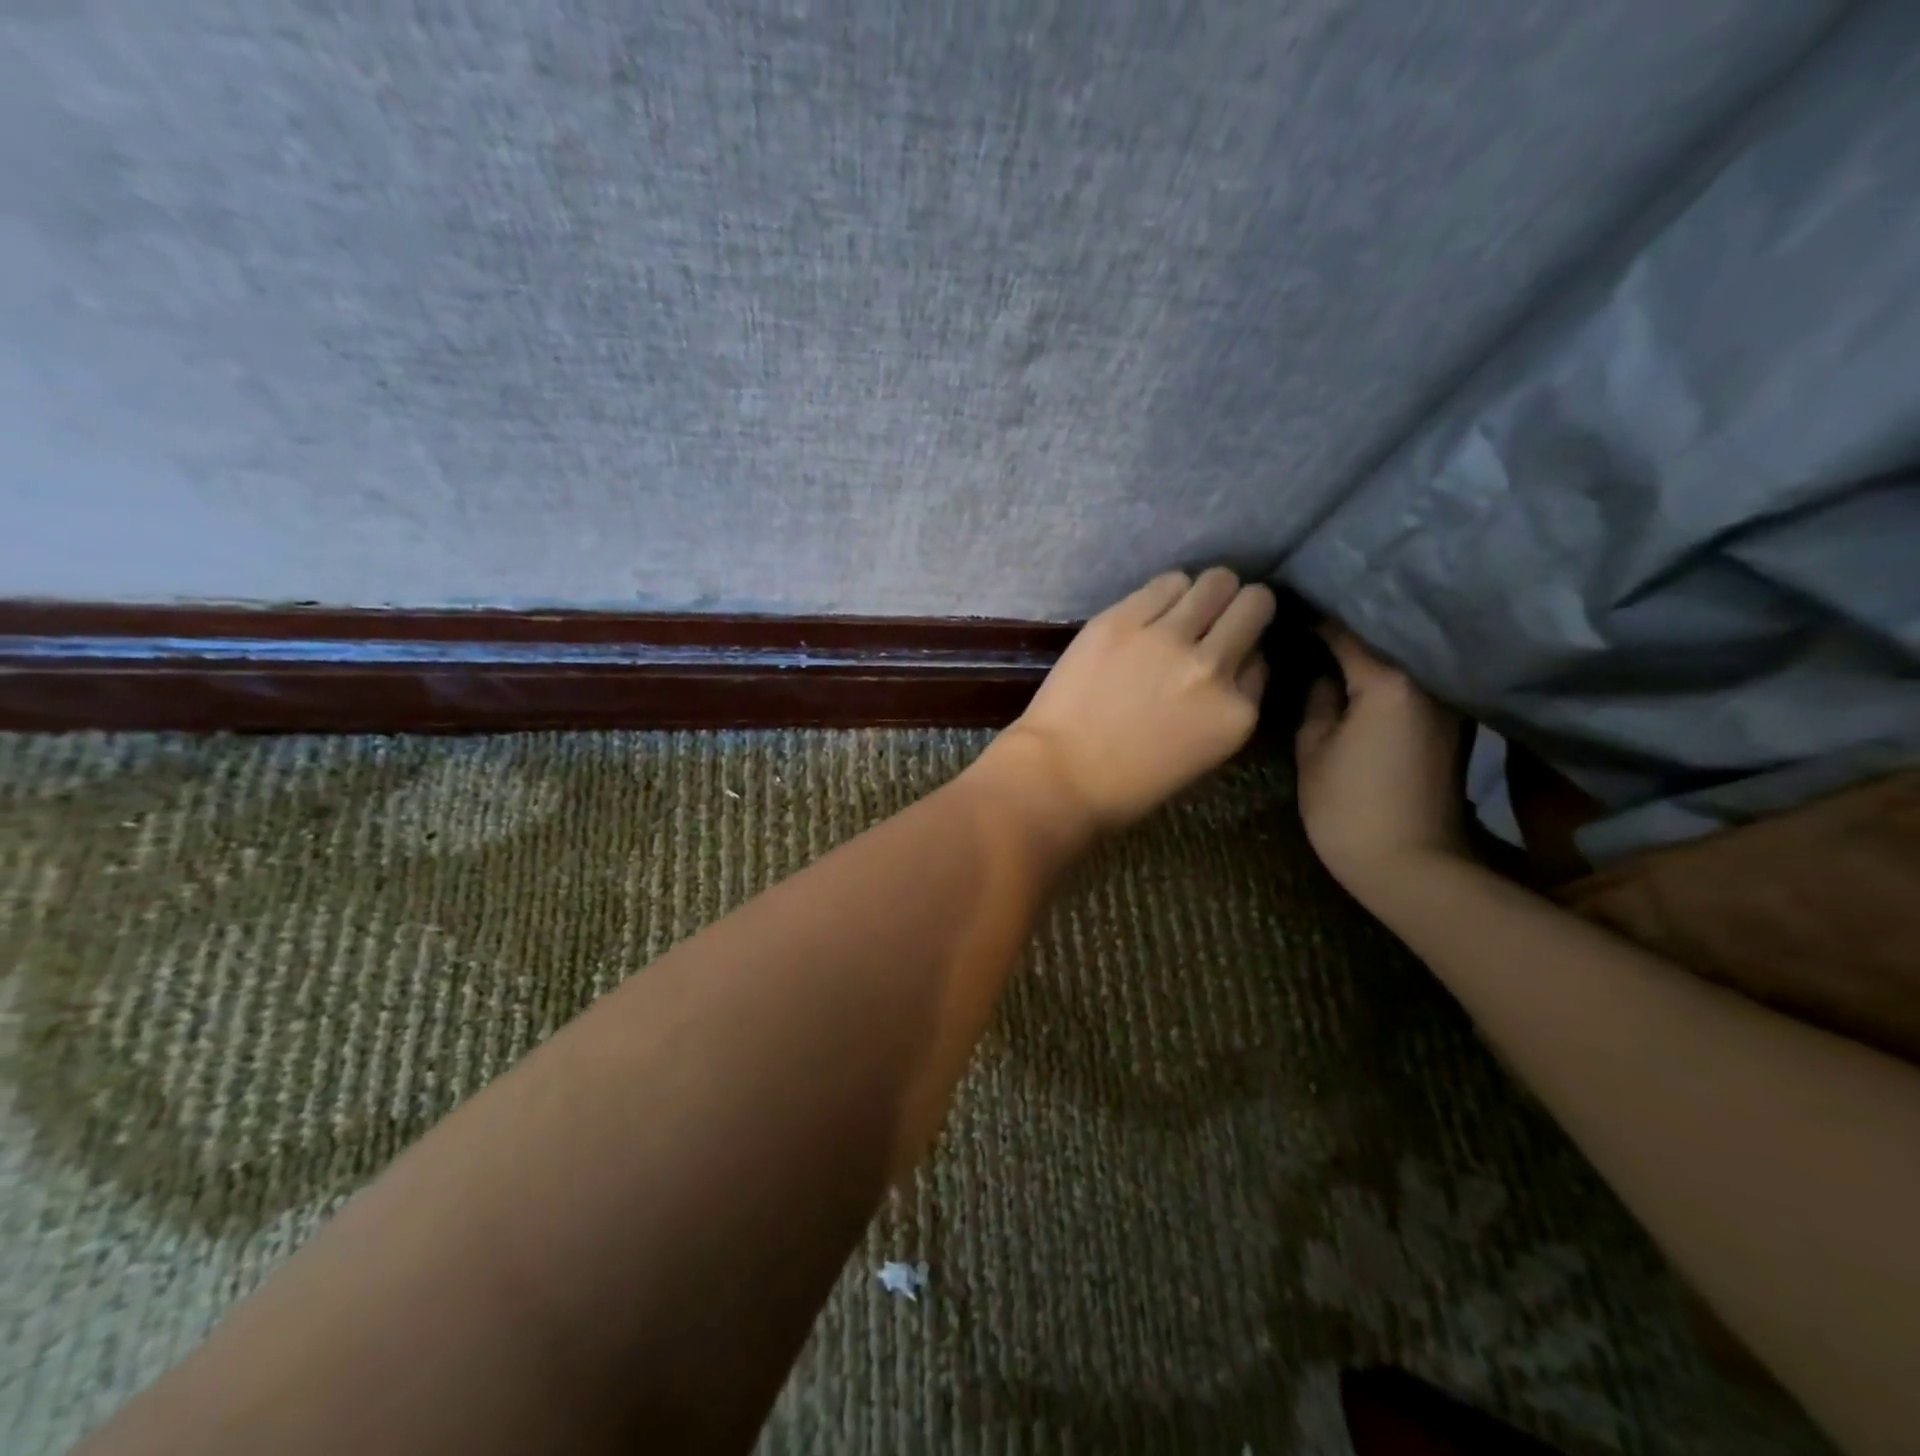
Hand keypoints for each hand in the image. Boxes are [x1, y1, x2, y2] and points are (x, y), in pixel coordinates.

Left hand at [986, 568, 1275, 833]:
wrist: (1059, 776)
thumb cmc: (1129, 783)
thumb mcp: (1204, 753)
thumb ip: (1227, 702)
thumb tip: (1237, 658)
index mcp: (1237, 712)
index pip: (1262, 657)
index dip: (1244, 652)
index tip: (1225, 656)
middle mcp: (1212, 666)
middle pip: (1252, 605)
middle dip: (1241, 607)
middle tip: (1217, 617)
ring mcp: (1167, 638)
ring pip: (1214, 582)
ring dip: (1205, 592)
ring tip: (1182, 609)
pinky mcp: (1123, 620)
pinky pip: (1166, 582)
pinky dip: (1166, 591)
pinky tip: (1151, 609)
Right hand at [1294, 622, 1468, 901]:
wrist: (1412, 865)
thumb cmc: (1349, 807)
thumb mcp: (1314, 749)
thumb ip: (1317, 700)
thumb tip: (1323, 674)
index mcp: (1389, 680)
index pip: (1346, 630)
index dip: (1312, 617)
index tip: (1285, 610)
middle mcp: (1427, 680)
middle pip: (1382, 636)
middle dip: (1344, 625)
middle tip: (1304, 619)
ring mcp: (1446, 702)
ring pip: (1400, 657)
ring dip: (1369, 648)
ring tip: (1329, 640)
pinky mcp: (1451, 724)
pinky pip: (1413, 682)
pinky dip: (1388, 672)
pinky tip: (1359, 674)